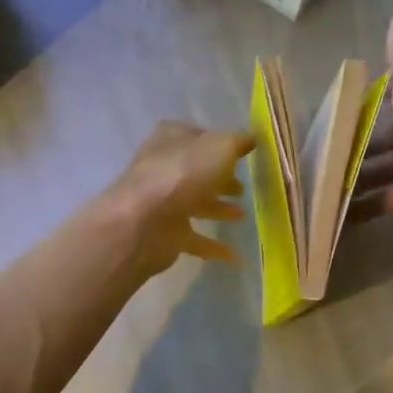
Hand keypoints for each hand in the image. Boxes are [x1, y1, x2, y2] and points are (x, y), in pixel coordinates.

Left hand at [106, 121, 253, 275]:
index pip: (196, 136)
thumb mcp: (220, 147)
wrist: (143, 222)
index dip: (217, 143)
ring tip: (241, 216)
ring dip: (218, 208)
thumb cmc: (182, 174)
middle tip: (241, 189)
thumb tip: (249, 139)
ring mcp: (161, 202)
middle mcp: (163, 168)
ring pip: (194, 203)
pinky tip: (234, 255)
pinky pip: (194, 238)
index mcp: (171, 140)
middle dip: (219, 179)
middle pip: (196, 172)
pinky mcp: (165, 233)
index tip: (239, 154)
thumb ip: (237, 142)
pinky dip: (213, 246)